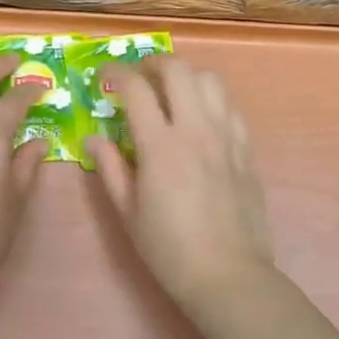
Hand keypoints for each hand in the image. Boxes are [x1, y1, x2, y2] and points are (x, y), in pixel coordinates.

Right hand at [85, 55, 275, 310]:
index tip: (104, 76)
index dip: (116, 73)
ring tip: (171, 92)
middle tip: (138, 78)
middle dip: (153, 63)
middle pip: (178, 70)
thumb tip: (93, 139)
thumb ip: (110, 168)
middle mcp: (196, 130)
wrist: (228, 275)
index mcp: (161, 146)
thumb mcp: (128, 213)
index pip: (136, 88)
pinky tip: (201, 119)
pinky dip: (211, 100)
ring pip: (210, 80)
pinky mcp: (246, 149)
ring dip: (186, 76)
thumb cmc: (169, 249)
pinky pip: (230, 107)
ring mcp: (226, 137)